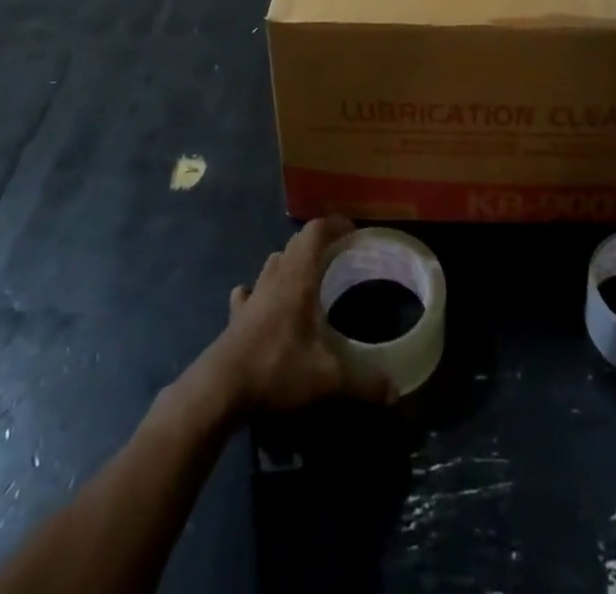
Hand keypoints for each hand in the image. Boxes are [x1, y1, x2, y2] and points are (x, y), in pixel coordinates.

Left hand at [195, 217, 393, 413]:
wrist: (220, 389)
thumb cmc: (276, 369)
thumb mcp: (326, 379)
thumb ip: (363, 382)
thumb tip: (395, 391)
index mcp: (298, 279)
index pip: (315, 233)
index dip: (334, 225)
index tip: (352, 231)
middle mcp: (274, 278)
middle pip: (295, 244)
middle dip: (316, 243)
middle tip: (337, 256)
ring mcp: (252, 296)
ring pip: (272, 263)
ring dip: (290, 262)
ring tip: (306, 278)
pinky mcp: (235, 317)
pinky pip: (248, 293)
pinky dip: (259, 291)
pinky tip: (262, 303)